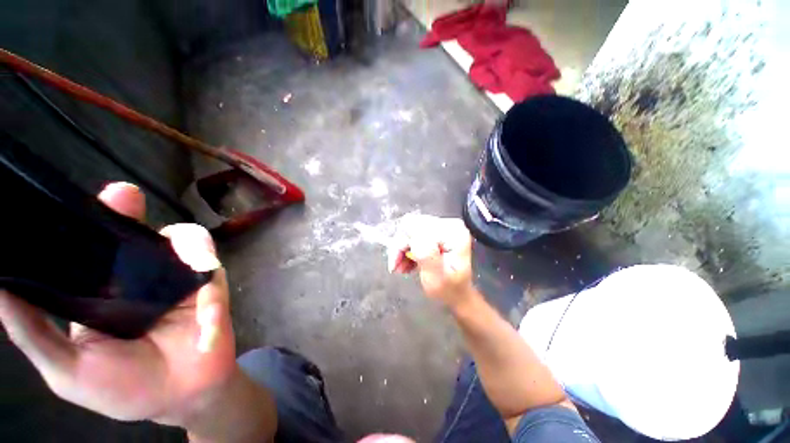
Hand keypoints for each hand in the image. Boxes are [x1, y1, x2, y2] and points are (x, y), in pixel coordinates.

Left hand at [0, 182, 235, 426]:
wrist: (181, 397)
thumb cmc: (122, 388)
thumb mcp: (67, 369)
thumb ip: (33, 333)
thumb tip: (0, 287)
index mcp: (105, 288)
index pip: (94, 245)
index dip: (90, 219)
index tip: (77, 203)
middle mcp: (142, 275)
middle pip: (140, 232)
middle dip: (133, 214)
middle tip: (125, 198)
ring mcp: (181, 279)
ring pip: (188, 242)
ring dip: (188, 245)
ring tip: (185, 259)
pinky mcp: (212, 288)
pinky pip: (214, 273)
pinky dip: (209, 285)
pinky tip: (204, 303)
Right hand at [387, 215, 474, 307]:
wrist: (457, 293)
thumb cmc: (449, 289)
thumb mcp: (437, 278)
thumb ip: (426, 255)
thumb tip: (412, 237)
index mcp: (453, 234)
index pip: (416, 226)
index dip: (403, 243)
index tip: (397, 263)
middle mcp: (448, 225)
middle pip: (411, 225)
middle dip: (400, 247)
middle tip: (396, 265)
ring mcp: (441, 227)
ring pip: (408, 229)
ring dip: (401, 249)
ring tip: (402, 267)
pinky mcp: (435, 231)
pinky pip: (412, 233)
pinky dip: (406, 248)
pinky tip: (407, 262)